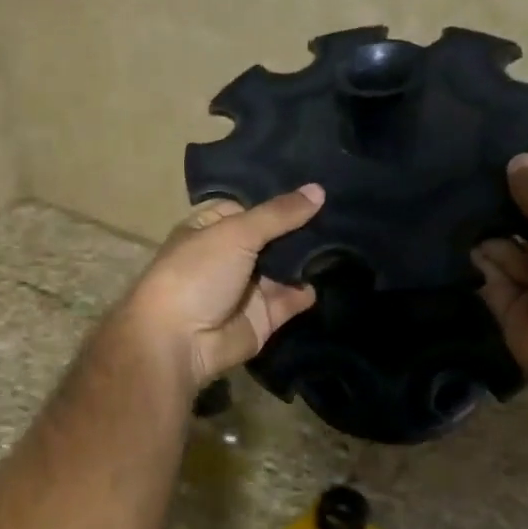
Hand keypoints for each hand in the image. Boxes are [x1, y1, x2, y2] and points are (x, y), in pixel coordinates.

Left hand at [119, 185, 324, 387]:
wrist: (179, 341)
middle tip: (343, 210)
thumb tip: (318, 190)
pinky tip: (339, 273)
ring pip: (285, 268)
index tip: (317, 187)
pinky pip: (291, 299)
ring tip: (348, 237)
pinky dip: (309, 290)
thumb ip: (278, 214)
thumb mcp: (236, 233)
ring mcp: (246, 288)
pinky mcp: (263, 317)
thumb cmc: (197, 274)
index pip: (249, 206)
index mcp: (210, 228)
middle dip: (302, 228)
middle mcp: (228, 255)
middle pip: (272, 237)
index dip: (278, 199)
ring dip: (310, 257)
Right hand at [474, 155, 527, 398]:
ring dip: (492, 236)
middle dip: (513, 207)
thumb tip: (519, 160)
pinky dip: (479, 267)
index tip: (519, 161)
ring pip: (514, 253)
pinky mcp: (518, 312)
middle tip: (472, 179)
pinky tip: (457, 243)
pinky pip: (493, 283)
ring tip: (456, 207)